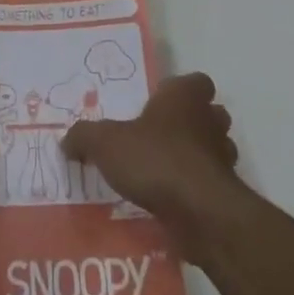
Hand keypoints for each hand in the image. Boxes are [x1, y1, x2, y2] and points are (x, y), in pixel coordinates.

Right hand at [62, 73, 243, 256]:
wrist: (200, 212)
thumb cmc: (155, 159)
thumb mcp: (105, 143)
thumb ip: (84, 137)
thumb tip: (67, 141)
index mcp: (185, 97)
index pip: (196, 81)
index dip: (179, 91)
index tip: (158, 103)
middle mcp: (210, 120)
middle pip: (209, 113)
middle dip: (191, 122)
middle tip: (159, 135)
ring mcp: (223, 157)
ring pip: (215, 147)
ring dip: (196, 155)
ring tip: (165, 168)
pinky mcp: (226, 192)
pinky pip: (211, 182)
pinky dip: (195, 187)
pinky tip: (171, 199)